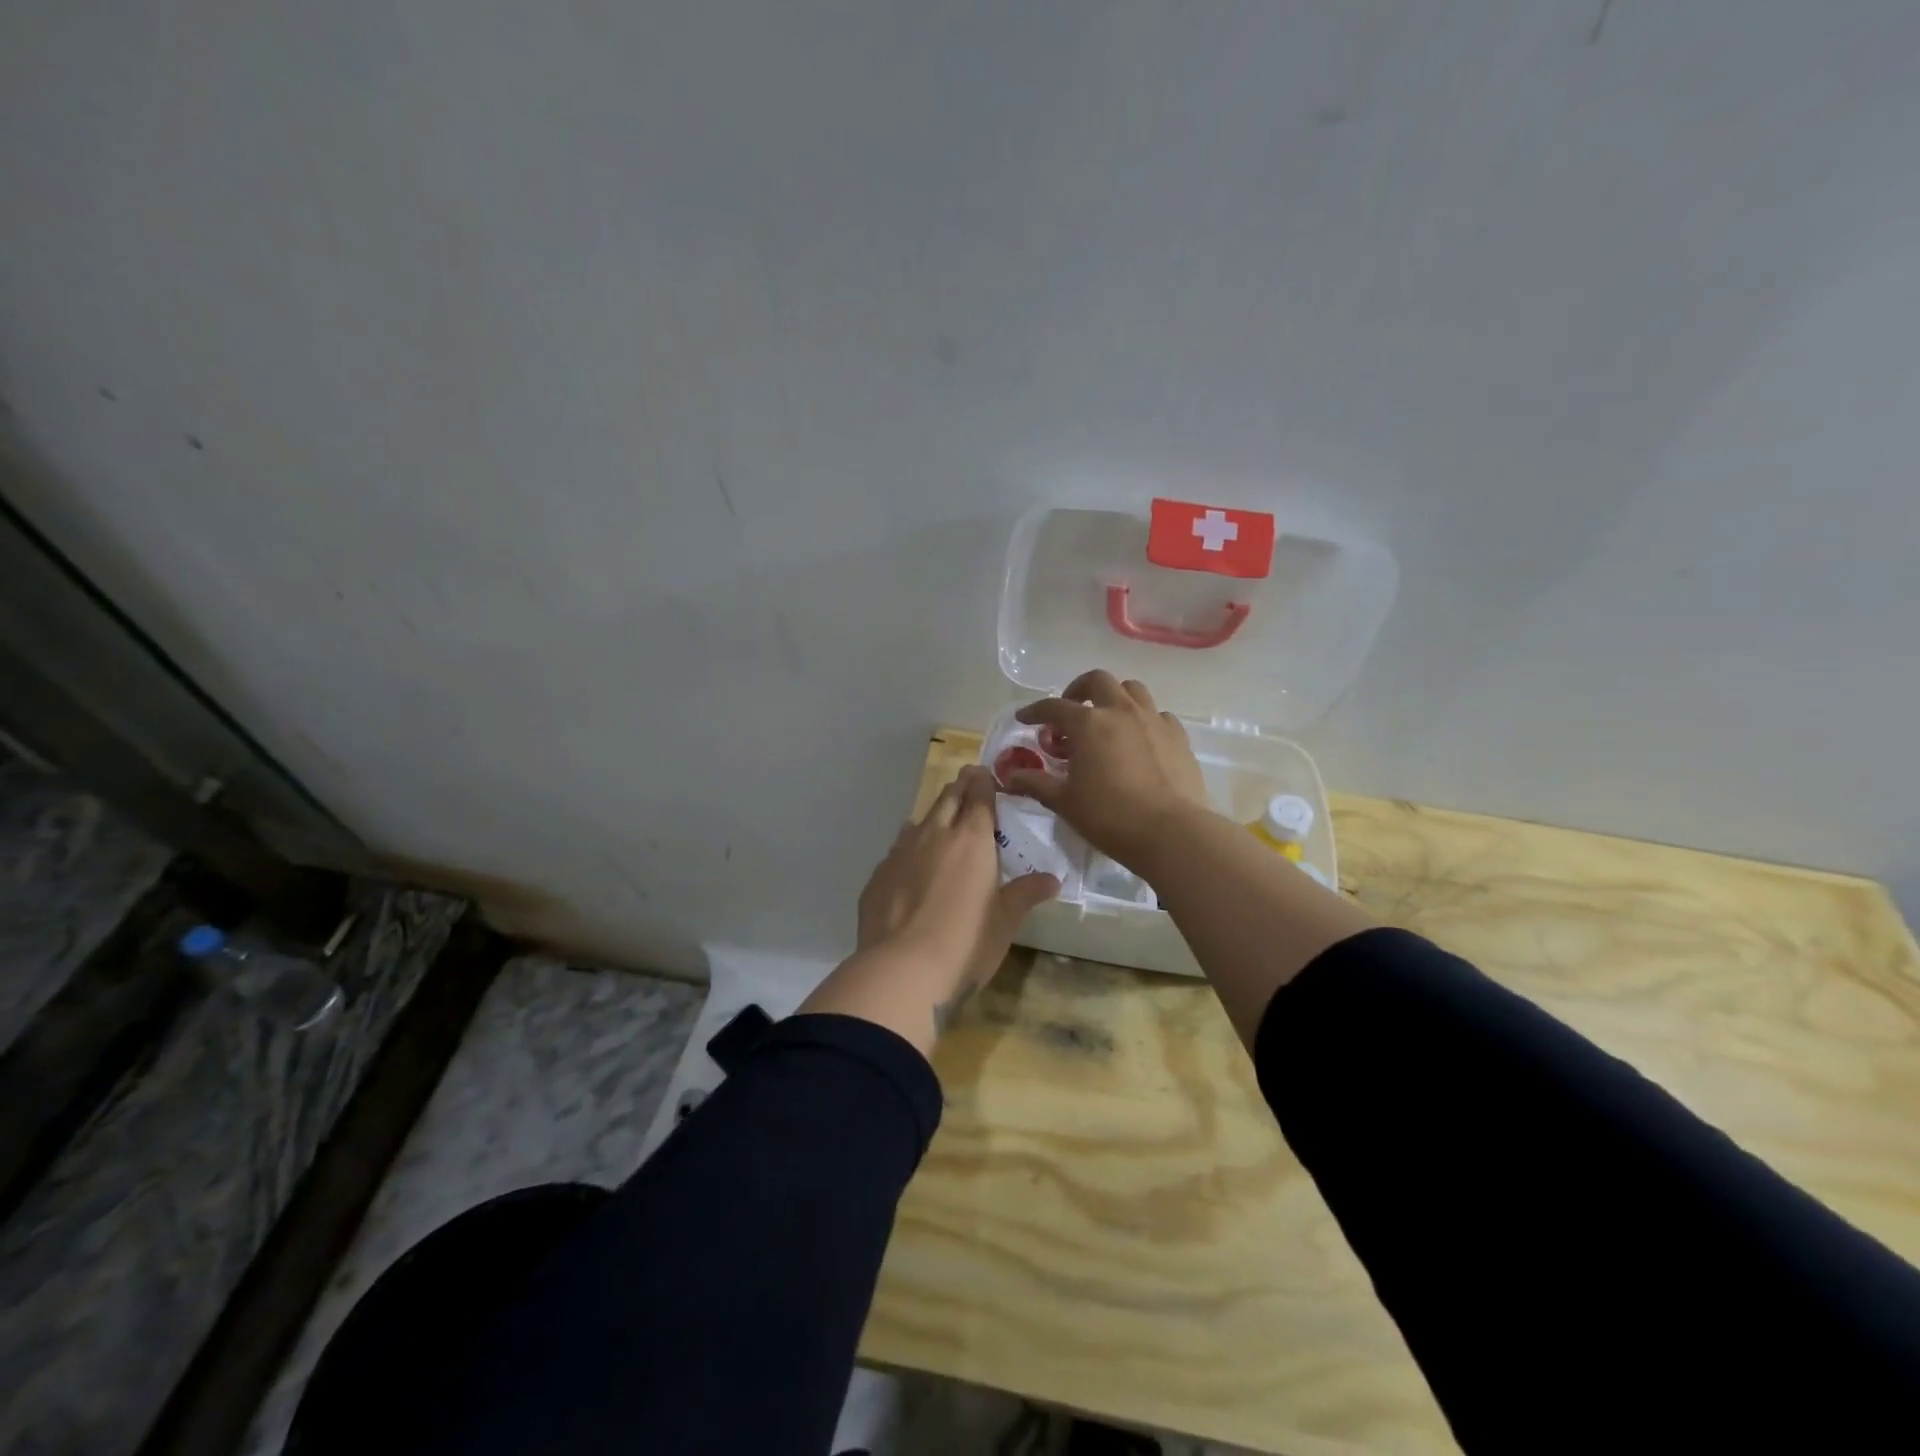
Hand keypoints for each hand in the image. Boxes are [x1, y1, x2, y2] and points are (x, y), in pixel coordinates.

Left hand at [856, 764, 1059, 1009]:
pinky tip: (911, 864)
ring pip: (919, 821)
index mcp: (972, 840)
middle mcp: (934, 835)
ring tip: (941, 822)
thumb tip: (1052, 879)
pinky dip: (909, 848)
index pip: (979, 796)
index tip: (986, 774)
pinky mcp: (878, 875)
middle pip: (948, 798)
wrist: (901, 969)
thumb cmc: (966, 943)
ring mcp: (900, 852)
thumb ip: (1026, 894)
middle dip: (960, 788)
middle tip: (968, 783)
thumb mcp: (1005, 921)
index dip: (984, 782)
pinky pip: (897, 850)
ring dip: (934, 817)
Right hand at [1005, 670, 1212, 872]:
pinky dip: (1143, 719)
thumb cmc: (1110, 816)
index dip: (1035, 711)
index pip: (1053, 706)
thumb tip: (1009, 777)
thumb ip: (1036, 784)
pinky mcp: (1178, 736)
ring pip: (1132, 690)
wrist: (1171, 832)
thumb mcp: (1065, 802)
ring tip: (1107, 720)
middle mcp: (1120, 711)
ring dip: (1114, 697)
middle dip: (1079, 690)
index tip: (1025, 719)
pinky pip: (1158, 714)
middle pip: (1097, 681)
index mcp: (1088, 723)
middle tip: (1071, 712)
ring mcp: (1153, 720)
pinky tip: (1139, 740)